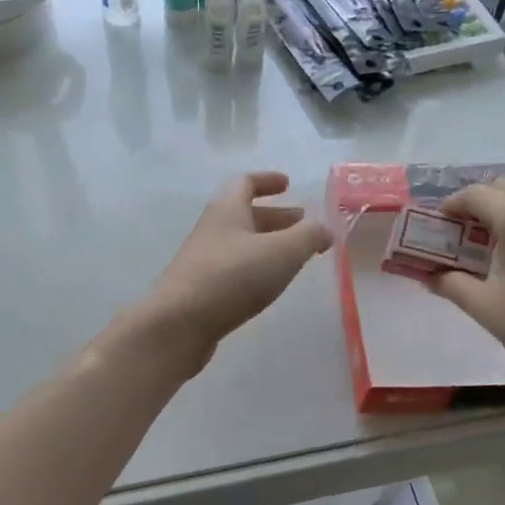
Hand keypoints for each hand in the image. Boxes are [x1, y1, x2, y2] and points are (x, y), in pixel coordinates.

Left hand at [139, 173, 332, 367]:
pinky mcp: (201, 290)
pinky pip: (233, 270)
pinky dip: (255, 269)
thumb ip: (309, 236)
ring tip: (293, 259)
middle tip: (302, 226)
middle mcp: (212, 229)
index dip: (267, 181)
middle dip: (276, 218)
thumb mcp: (283, 252)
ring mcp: (203, 261)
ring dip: (267, 245)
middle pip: (245, 215)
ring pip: (240, 244)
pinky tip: (267, 286)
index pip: (246, 182)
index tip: (288, 184)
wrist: (178, 324)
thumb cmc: (233, 277)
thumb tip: (325, 229)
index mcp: (227, 209)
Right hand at [426, 180, 504, 389]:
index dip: (449, 207)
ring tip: (492, 246)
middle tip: (461, 237)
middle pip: (502, 188)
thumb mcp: (487, 308)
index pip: (474, 195)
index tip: (436, 227)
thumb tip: (428, 276)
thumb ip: (451, 285)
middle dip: (476, 206)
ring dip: (504, 211)